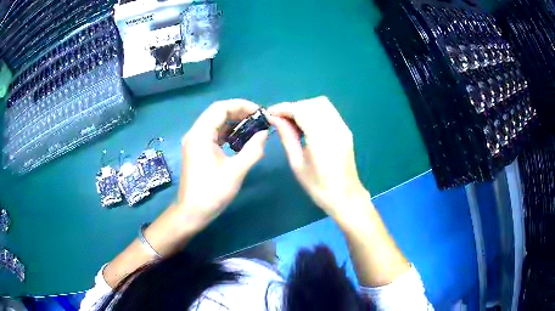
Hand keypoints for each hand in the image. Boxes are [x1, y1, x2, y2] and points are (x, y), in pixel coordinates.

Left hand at [175, 99, 268, 230]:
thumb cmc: (212, 193)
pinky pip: (213, 134)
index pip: (221, 108)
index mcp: (201, 134)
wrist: (192, 212)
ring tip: (253, 128)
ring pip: (215, 123)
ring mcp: (195, 142)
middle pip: (217, 113)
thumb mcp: (236, 171)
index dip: (241, 106)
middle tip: (258, 120)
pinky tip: (240, 140)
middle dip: (239, 113)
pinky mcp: (197, 150)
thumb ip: (253, 150)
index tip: (259, 113)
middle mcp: (195, 133)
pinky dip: (227, 133)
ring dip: (233, 123)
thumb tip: (265, 134)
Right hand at [268, 96, 367, 218]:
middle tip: (280, 120)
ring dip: (304, 108)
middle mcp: (335, 128)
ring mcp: (343, 128)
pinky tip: (306, 125)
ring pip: (322, 104)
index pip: (301, 110)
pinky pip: (329, 112)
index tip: (270, 113)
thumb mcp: (297, 164)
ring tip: (292, 122)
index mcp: (322, 138)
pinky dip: (314, 112)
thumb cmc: (318, 186)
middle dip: (294, 107)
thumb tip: (275, 118)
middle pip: (312, 103)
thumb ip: (287, 137)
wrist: (345, 197)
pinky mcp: (345, 130)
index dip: (284, 108)